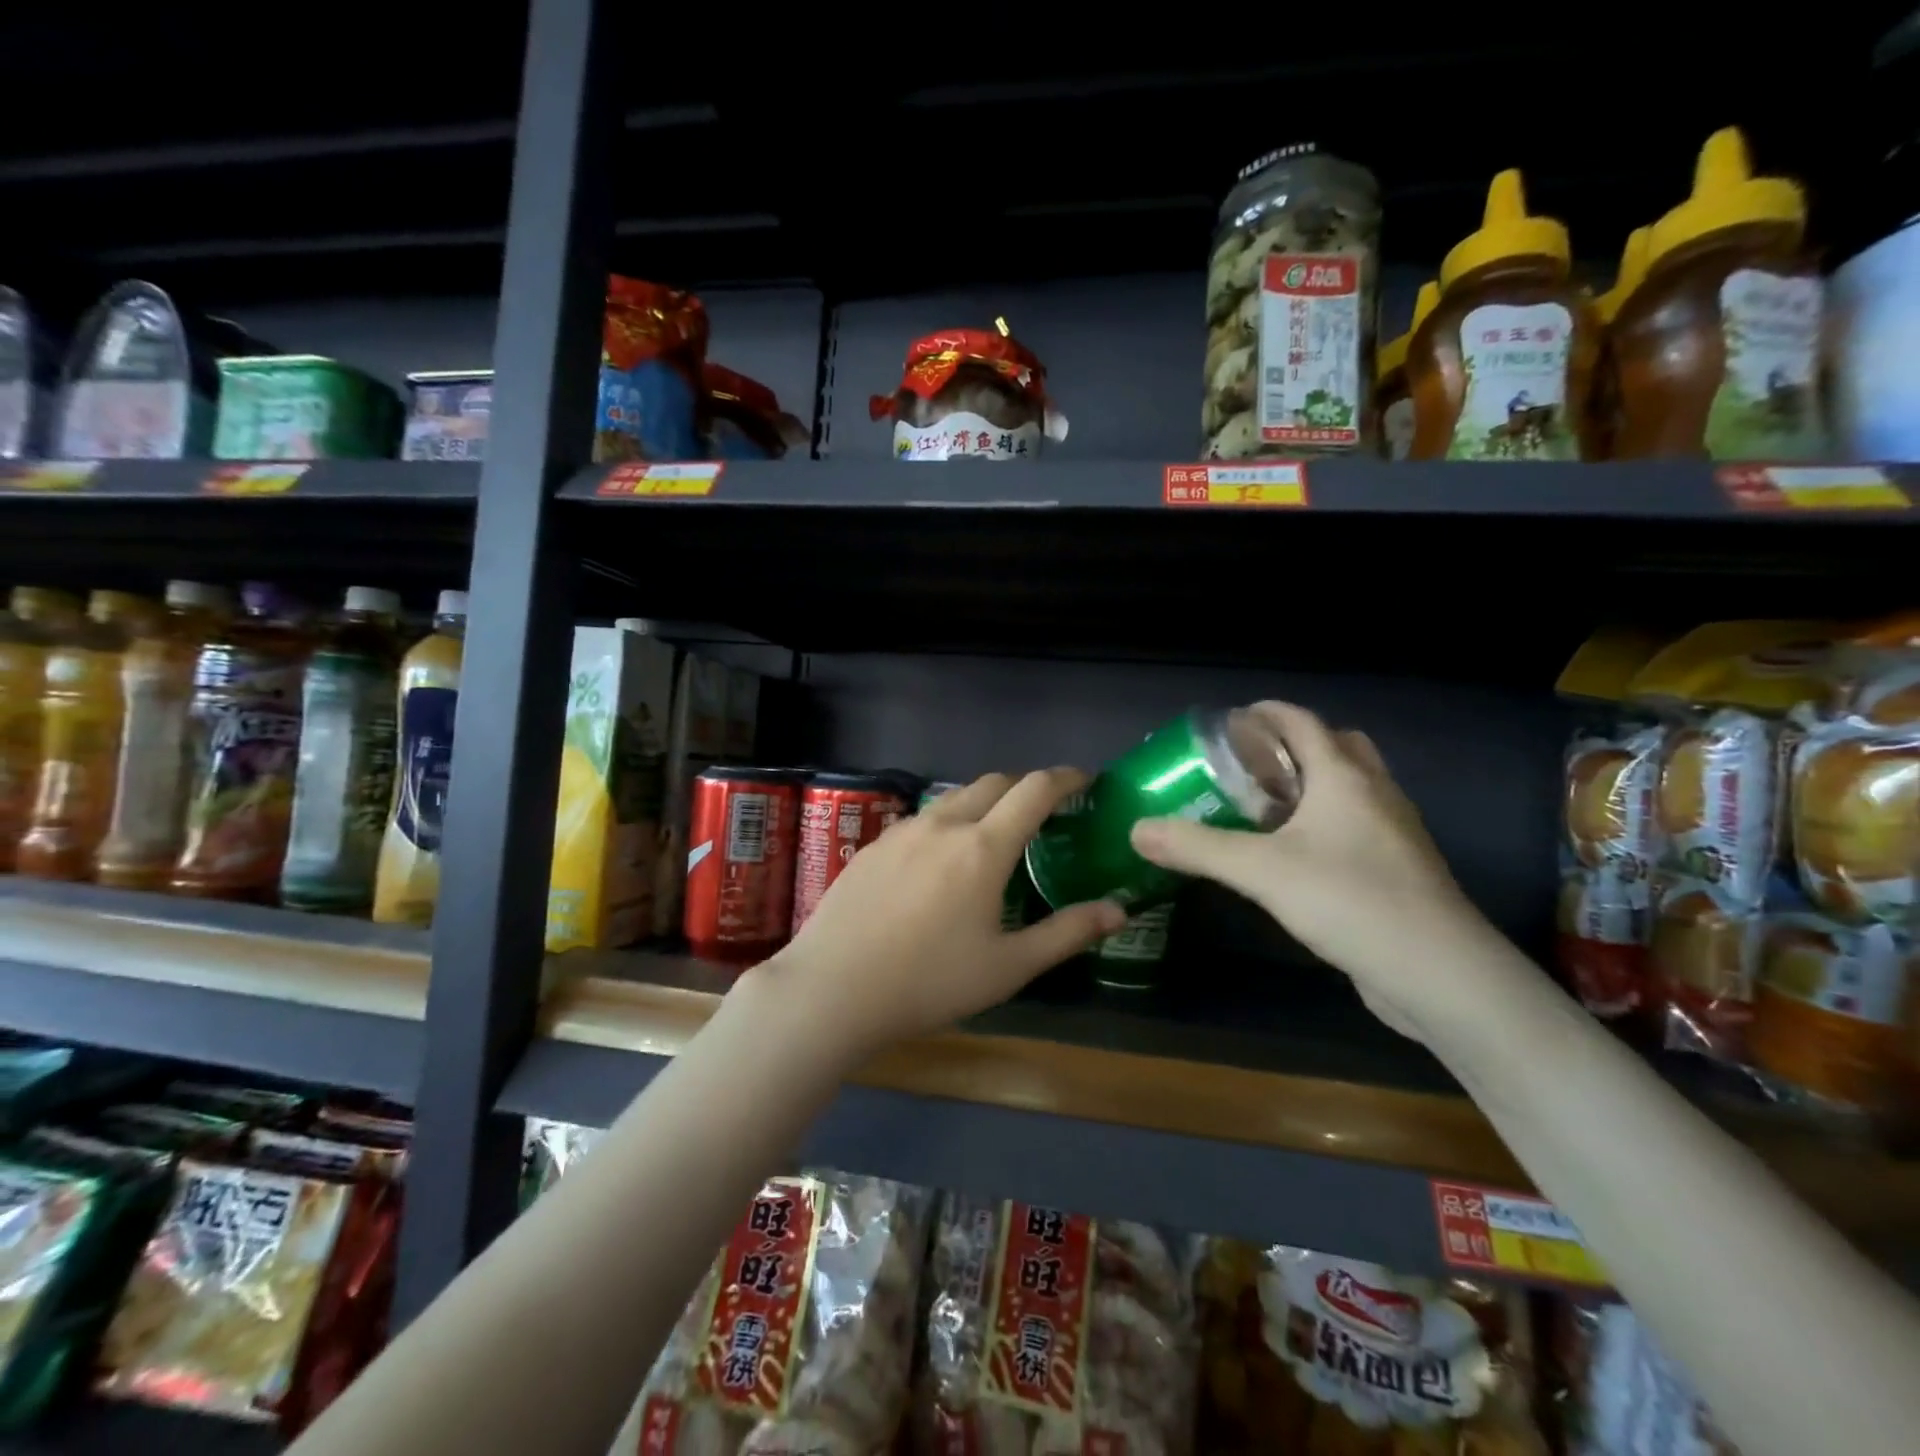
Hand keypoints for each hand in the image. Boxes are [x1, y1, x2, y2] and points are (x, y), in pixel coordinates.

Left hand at [760, 769, 1126, 1056]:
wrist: (832, 989)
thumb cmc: (929, 982)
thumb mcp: (1008, 967)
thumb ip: (1066, 933)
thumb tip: (1119, 910)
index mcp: (983, 847)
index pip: (1034, 790)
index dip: (1065, 778)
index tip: (1084, 780)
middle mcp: (944, 825)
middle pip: (994, 782)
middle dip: (1025, 786)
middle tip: (1043, 810)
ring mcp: (902, 831)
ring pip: (954, 798)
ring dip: (984, 802)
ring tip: (993, 833)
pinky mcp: (873, 845)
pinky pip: (922, 819)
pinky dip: (947, 822)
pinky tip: (939, 860)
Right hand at [1128, 701, 1485, 1036]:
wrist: (1439, 973)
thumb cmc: (1349, 900)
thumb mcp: (1260, 870)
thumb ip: (1196, 847)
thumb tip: (1137, 830)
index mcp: (1344, 777)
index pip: (1303, 722)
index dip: (1266, 713)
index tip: (1229, 722)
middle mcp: (1375, 793)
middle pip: (1337, 746)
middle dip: (1293, 746)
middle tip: (1250, 766)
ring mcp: (1394, 832)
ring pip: (1352, 787)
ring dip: (1313, 784)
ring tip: (1266, 808)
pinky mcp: (1400, 869)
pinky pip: (1359, 825)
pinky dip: (1328, 821)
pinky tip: (1296, 855)